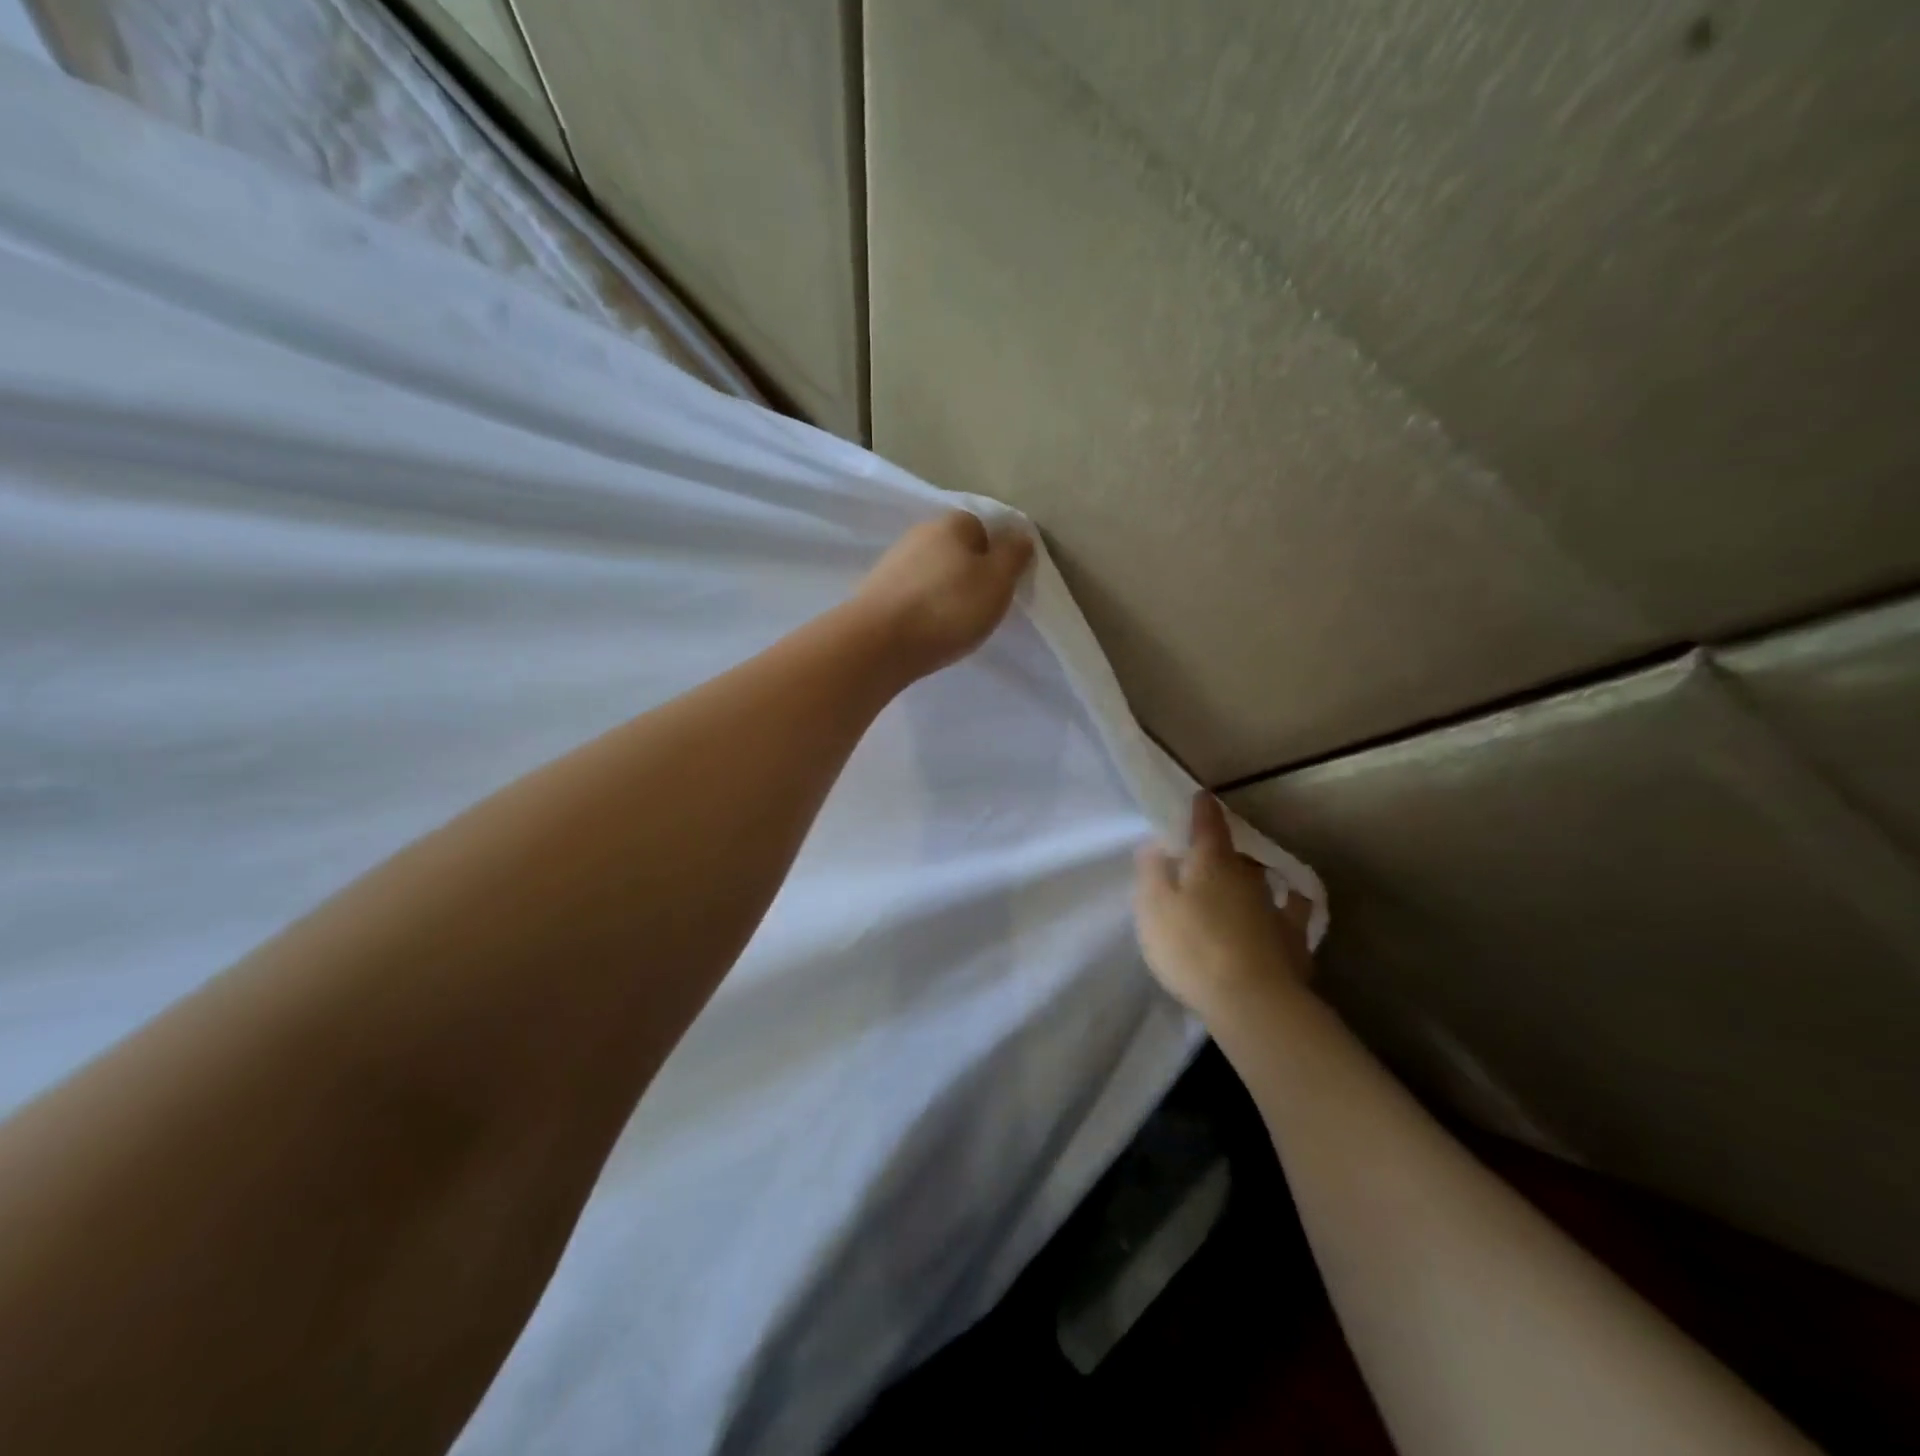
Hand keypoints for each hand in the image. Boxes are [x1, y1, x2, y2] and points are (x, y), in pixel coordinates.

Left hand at [853, 512, 1034, 677]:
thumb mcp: (997, 580)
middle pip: (955, 550)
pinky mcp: (876, 592)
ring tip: (953, 624)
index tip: (1000, 586)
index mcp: (951, 523)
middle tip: (980, 607)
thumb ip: (1014, 554)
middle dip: (969, 574)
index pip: (982, 528)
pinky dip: (922, 609)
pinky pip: (911, 595)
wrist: (879, 643)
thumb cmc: (948, 607)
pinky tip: (926, 630)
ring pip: (932, 573)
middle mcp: (918, 534)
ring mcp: (892, 563)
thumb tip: (1019, 534)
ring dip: (944, 593)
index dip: (995, 555)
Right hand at [1134, 792, 1312, 1016]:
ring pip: (1264, 879)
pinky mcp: (1294, 940)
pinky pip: (1294, 910)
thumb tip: (1156, 844)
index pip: (1208, 826)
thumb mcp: (1153, 909)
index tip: (1202, 796)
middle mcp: (1247, 877)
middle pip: (1236, 854)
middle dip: (1225, 849)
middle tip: (1212, 851)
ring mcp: (1275, 907)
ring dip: (1254, 874)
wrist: (1252, 1001)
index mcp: (1211, 863)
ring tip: (1250, 873)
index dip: (1203, 810)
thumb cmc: (1192, 948)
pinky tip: (1292, 902)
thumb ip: (1152, 873)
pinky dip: (1291, 902)